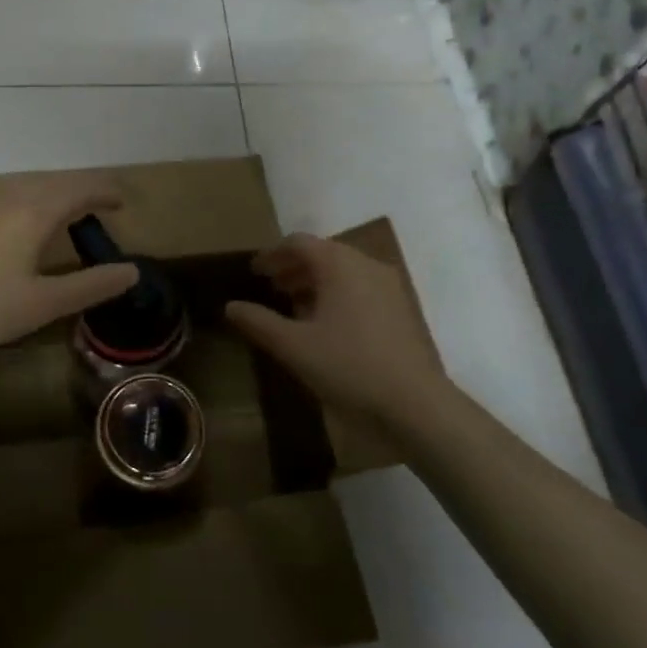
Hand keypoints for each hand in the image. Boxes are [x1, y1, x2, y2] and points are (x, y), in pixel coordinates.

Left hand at [0, 176, 139, 360]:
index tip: (124, 201)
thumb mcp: (45, 303)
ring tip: (73, 213)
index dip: (105, 191)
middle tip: (105, 206)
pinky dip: (35, 201)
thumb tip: (132, 271)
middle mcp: (10, 199)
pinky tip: (30, 223)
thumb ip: (91, 285)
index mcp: (34, 213)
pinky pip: (12, 197)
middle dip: (83, 190)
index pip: (79, 189)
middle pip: (56, 183)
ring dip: (57, 194)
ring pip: (31, 187)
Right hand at [225, 234, 446, 420]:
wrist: (416, 404)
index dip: (272, 254)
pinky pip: (361, 287)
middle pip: (323, 253)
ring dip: (316, 281)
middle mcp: (366, 264)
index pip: (299, 243)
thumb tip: (230, 306)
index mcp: (339, 264)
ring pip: (344, 271)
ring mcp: (389, 285)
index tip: (254, 271)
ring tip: (294, 305)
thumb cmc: (349, 367)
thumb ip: (259, 322)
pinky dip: (338, 294)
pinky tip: (327, 323)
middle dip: (293, 267)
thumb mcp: (294, 347)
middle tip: (271, 287)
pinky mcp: (401, 308)